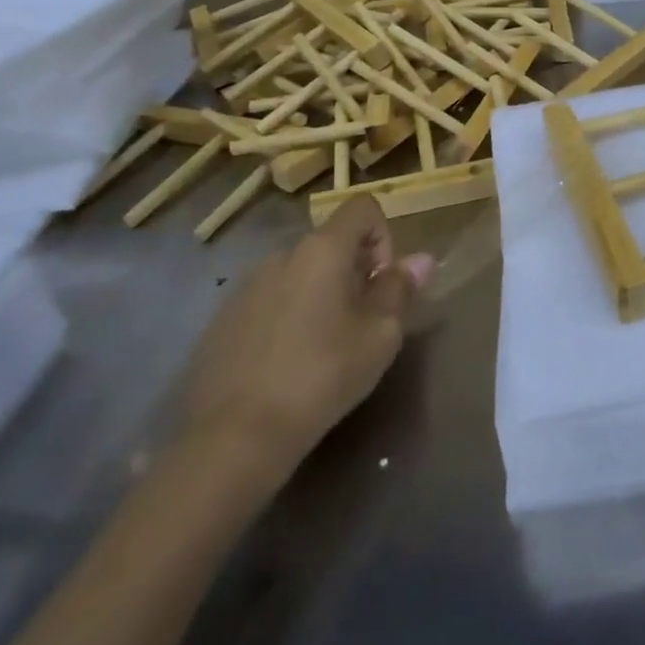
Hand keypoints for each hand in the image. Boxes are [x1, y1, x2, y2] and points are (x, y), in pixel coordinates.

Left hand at [178, 196, 434, 497]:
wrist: (234, 436)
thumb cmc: (322, 375)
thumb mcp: (379, 335)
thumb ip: (400, 289)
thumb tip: (421, 259)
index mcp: (322, 250)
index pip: (363, 208)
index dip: (384, 236)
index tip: (383, 283)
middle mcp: (281, 256)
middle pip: (331, 243)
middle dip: (355, 271)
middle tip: (362, 323)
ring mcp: (246, 287)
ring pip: (300, 274)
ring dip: (322, 295)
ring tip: (326, 346)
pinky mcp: (222, 320)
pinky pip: (271, 300)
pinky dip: (290, 316)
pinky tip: (289, 364)